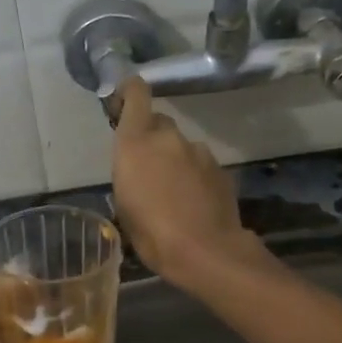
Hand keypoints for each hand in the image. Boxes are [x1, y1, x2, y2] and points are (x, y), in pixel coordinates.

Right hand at [111, 78, 250, 282]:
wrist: (206, 251)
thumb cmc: (152, 233)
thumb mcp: (124, 205)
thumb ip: (129, 174)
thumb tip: (137, 169)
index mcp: (136, 143)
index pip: (136, 94)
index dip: (129, 92)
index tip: (122, 102)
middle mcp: (168, 138)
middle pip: (158, 122)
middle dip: (150, 138)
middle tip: (146, 168)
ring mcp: (198, 151)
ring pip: (180, 146)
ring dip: (174, 160)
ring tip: (172, 193)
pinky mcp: (220, 168)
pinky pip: (199, 164)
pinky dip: (193, 176)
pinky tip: (192, 202)